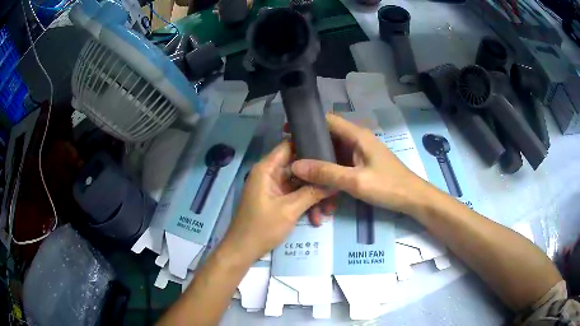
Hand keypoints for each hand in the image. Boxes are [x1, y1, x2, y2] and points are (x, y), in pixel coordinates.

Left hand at [222, 141, 331, 261]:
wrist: (243, 251)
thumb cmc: (262, 228)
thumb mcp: (290, 210)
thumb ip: (312, 192)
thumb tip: (334, 181)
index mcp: (267, 169)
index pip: (289, 145)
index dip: (309, 144)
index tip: (331, 149)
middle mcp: (270, 174)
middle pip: (298, 166)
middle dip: (316, 177)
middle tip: (336, 185)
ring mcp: (273, 188)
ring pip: (299, 183)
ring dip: (313, 195)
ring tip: (328, 210)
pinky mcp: (276, 200)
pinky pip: (295, 195)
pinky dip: (305, 204)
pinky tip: (316, 218)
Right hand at [291, 114, 431, 214]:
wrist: (413, 198)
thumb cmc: (388, 186)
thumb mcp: (356, 181)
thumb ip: (326, 173)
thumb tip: (296, 166)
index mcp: (357, 135)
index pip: (328, 120)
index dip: (308, 124)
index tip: (287, 133)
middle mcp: (357, 139)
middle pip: (328, 136)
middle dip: (310, 144)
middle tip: (290, 156)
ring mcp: (360, 152)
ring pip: (334, 151)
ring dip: (319, 160)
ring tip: (300, 169)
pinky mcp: (362, 164)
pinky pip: (341, 162)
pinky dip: (330, 169)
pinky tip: (319, 180)